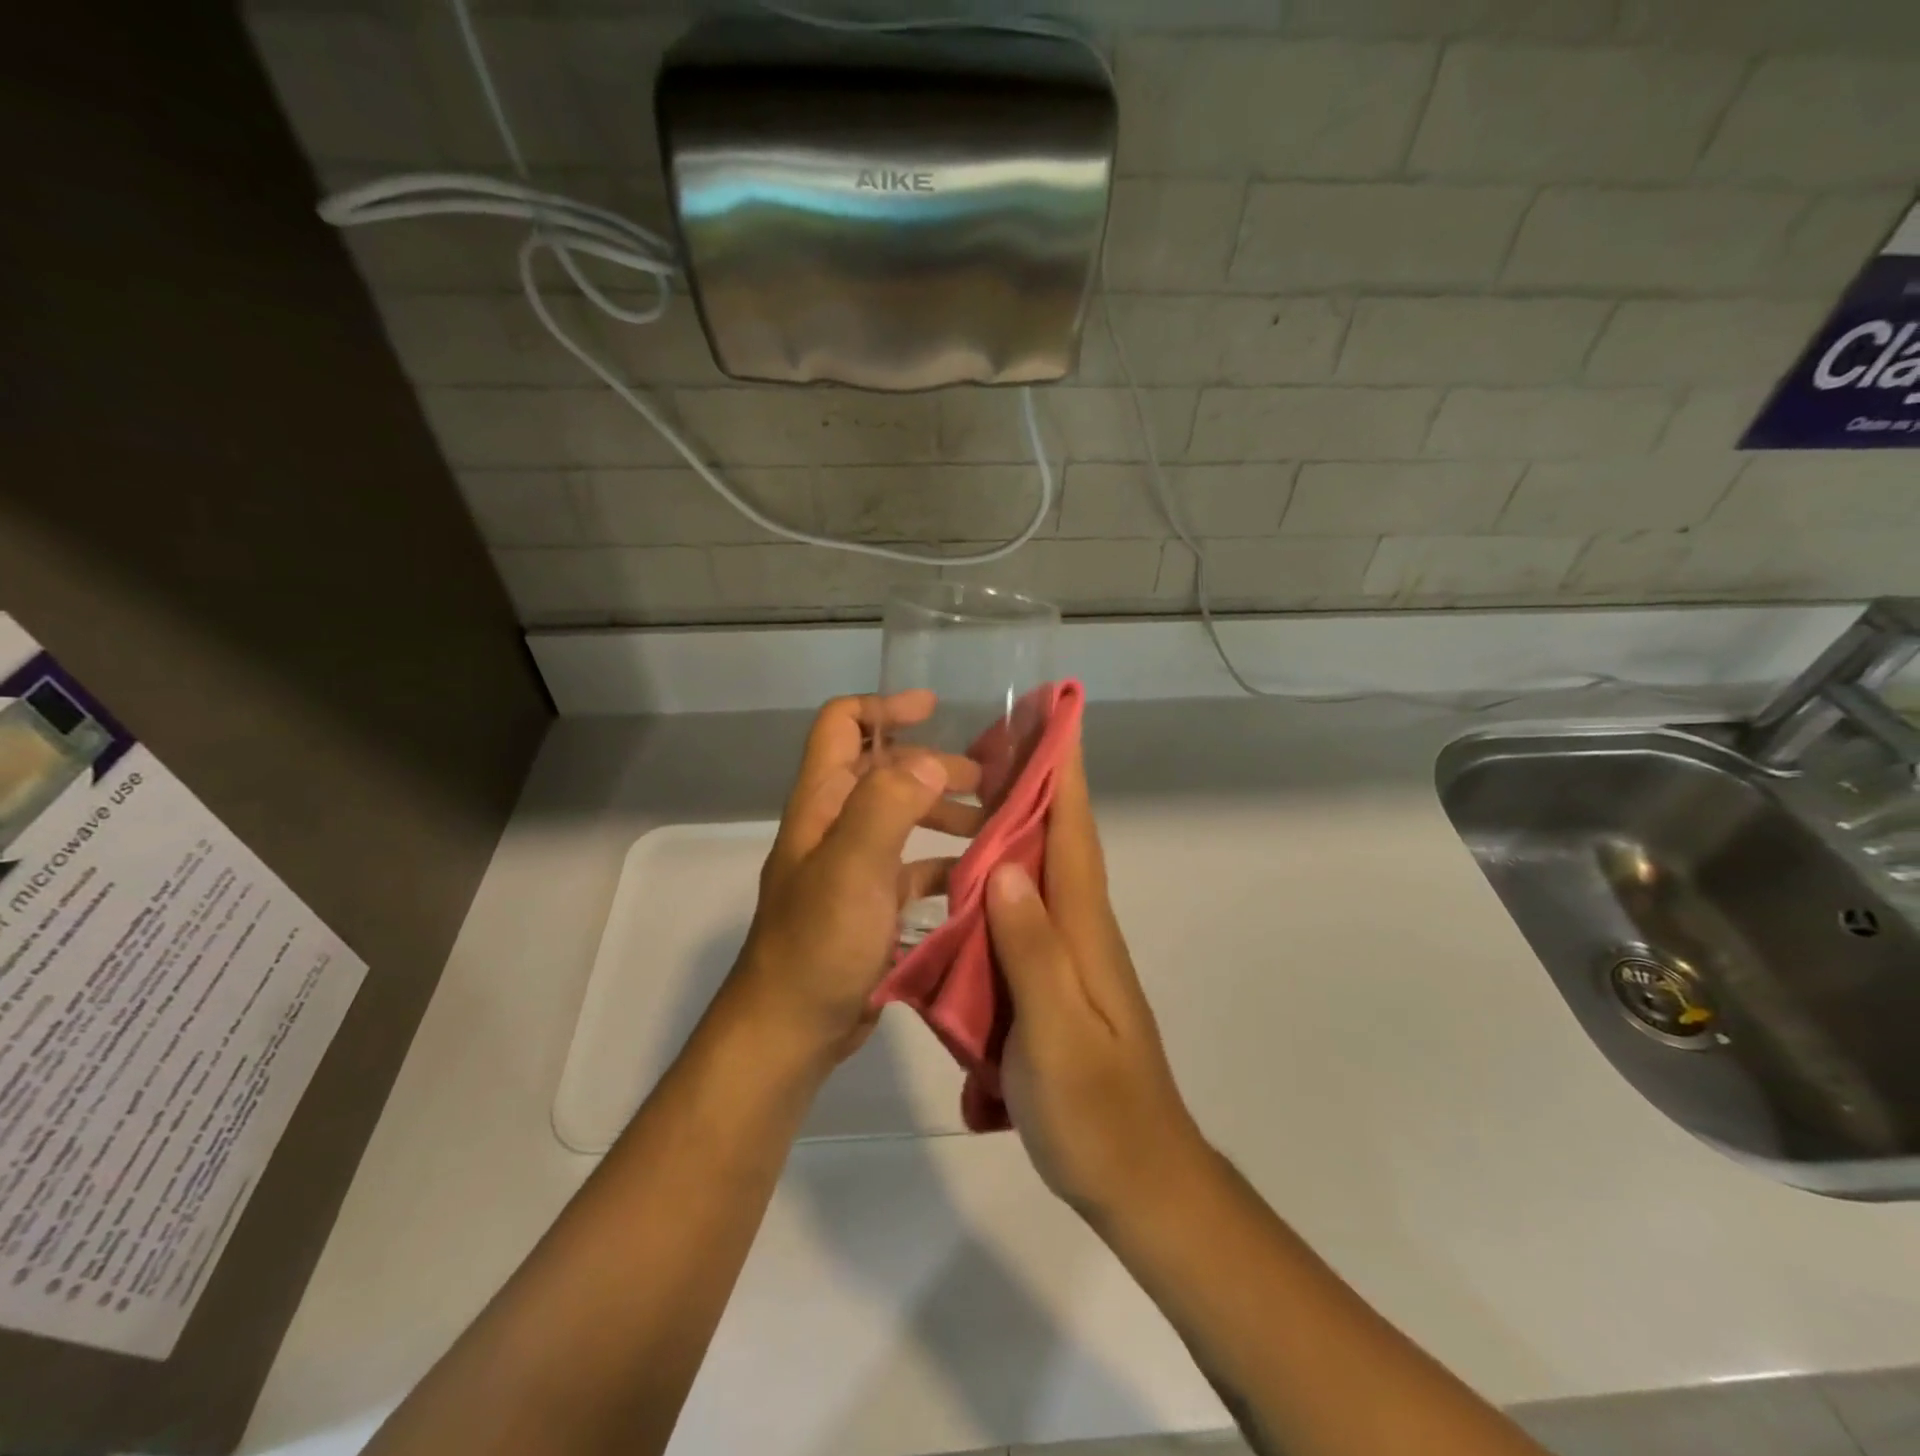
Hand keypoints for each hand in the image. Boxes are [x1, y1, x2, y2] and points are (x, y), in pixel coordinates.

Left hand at [727, 692, 981, 1066]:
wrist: (790, 1031)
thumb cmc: (818, 944)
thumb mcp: (852, 867)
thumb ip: (888, 805)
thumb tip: (931, 761)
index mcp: (822, 803)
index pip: (841, 727)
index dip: (883, 707)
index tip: (934, 709)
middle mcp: (836, 826)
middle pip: (885, 773)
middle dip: (935, 767)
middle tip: (989, 782)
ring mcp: (853, 868)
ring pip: (904, 821)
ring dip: (945, 815)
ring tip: (994, 827)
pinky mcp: (871, 907)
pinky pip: (913, 870)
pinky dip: (945, 865)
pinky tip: (979, 878)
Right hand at [984, 734, 1208, 1223]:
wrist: (1139, 1179)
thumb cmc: (1095, 1111)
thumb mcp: (1056, 1034)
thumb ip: (1032, 951)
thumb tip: (1006, 866)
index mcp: (1084, 929)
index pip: (1074, 831)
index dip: (1064, 771)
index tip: (1052, 716)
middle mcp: (1081, 928)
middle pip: (1057, 838)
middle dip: (1031, 781)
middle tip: (986, 739)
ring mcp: (1071, 954)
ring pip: (1040, 870)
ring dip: (1012, 824)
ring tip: (963, 794)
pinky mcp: (1057, 978)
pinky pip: (1025, 910)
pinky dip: (1002, 877)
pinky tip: (968, 876)